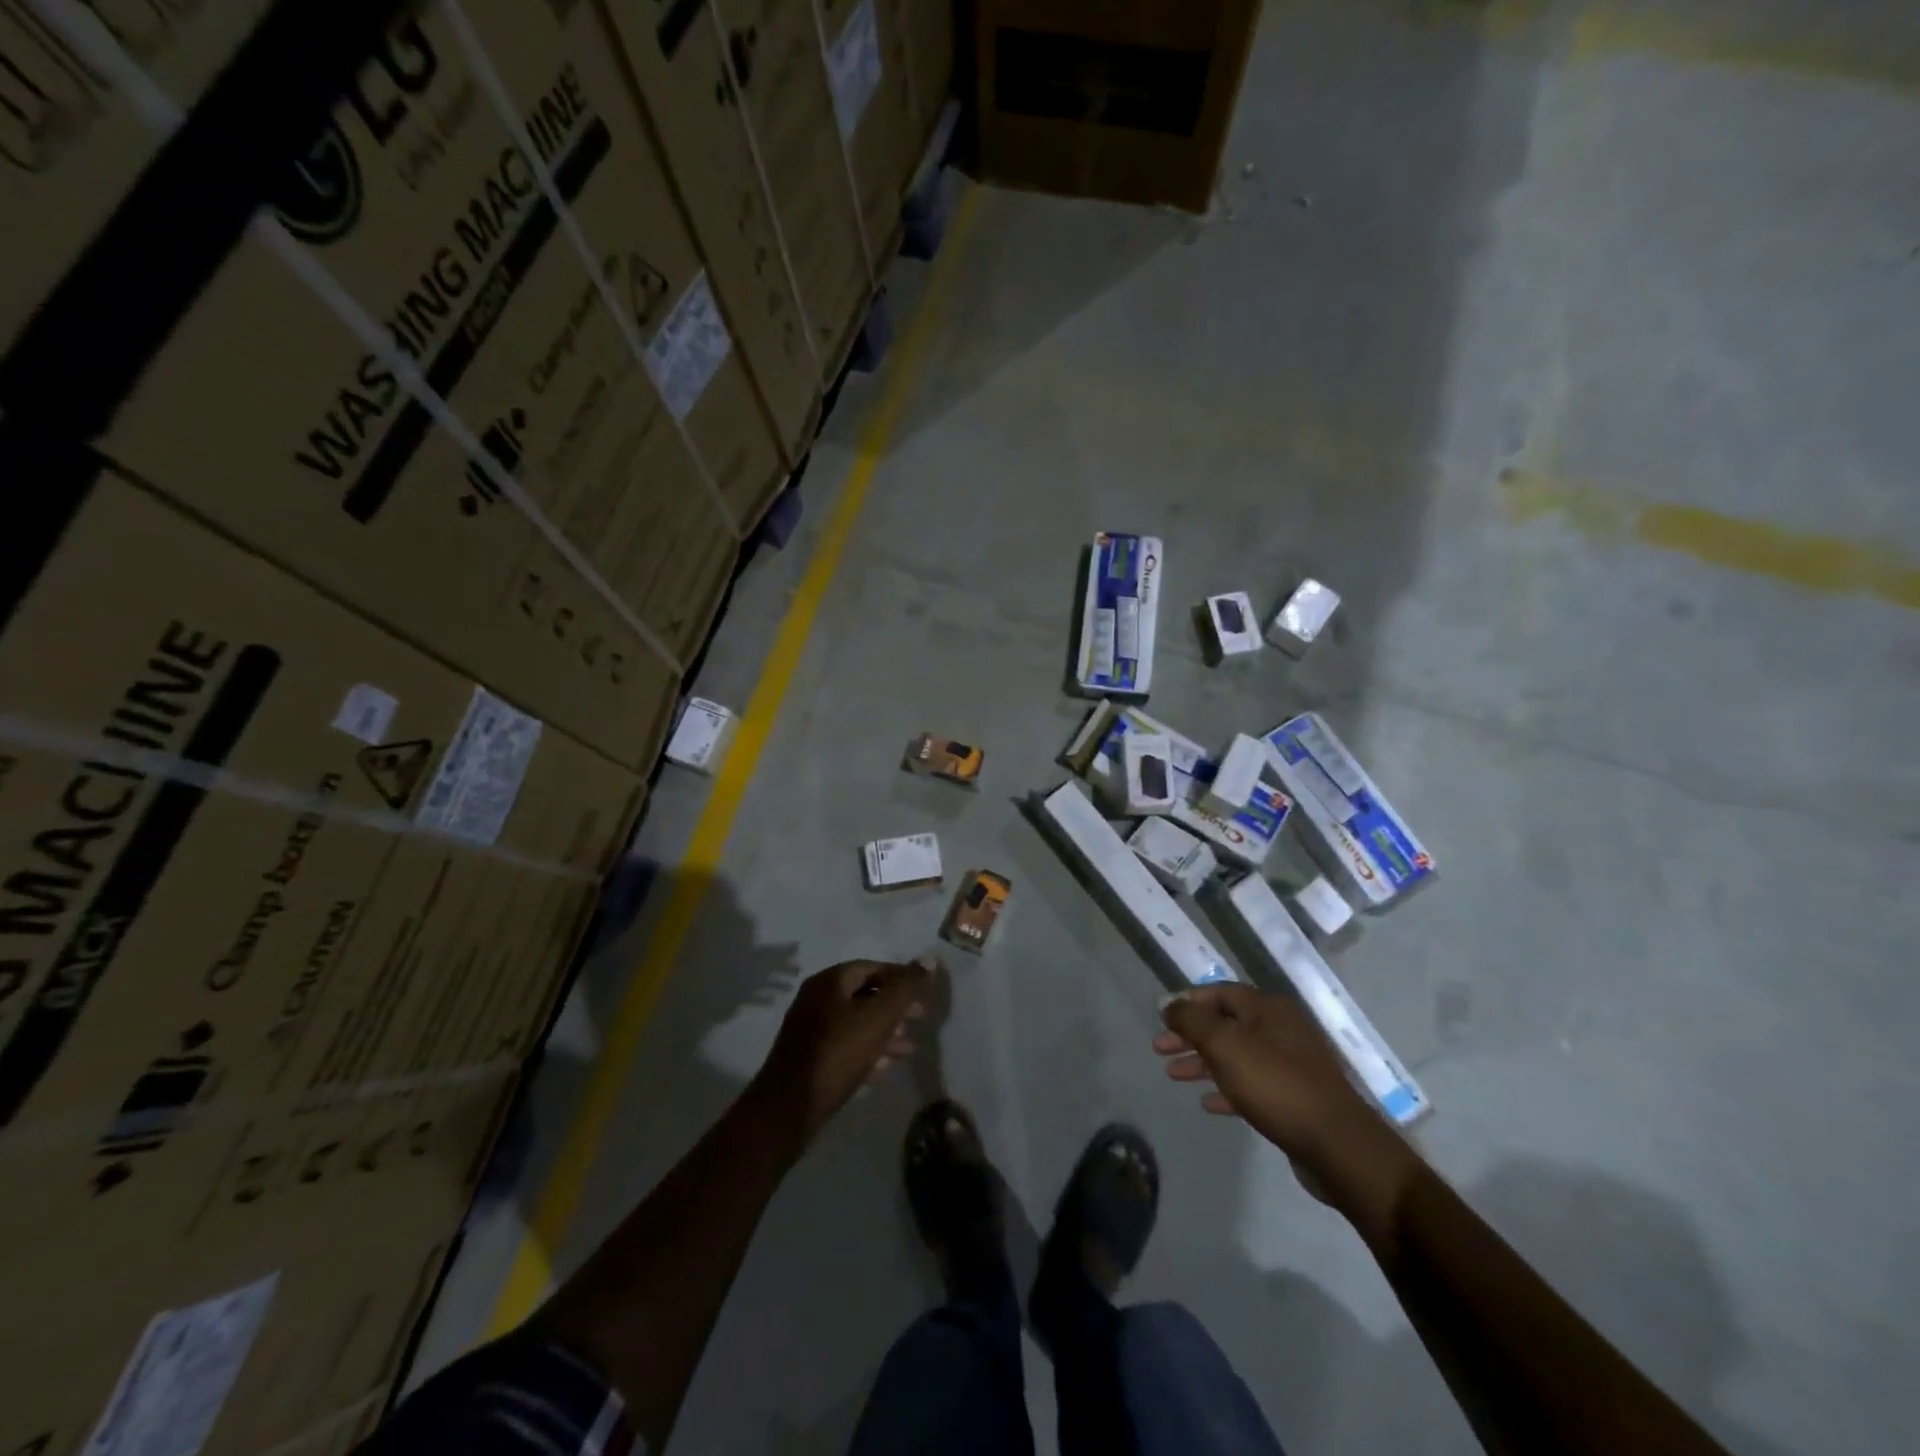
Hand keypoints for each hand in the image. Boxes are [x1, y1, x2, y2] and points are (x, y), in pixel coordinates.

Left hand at [753, 959, 933, 1143]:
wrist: (788, 1109)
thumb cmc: (837, 1054)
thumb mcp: (878, 1017)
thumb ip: (906, 988)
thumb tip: (930, 960)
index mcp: (829, 981)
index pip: (873, 967)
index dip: (901, 977)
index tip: (925, 994)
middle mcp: (817, 999)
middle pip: (865, 994)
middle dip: (895, 1006)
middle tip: (921, 1018)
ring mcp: (811, 1030)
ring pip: (857, 1023)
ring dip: (885, 1032)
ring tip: (910, 1048)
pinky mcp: (810, 1059)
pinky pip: (846, 1046)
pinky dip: (869, 1052)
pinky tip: (886, 1068)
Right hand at [1155, 983, 1416, 1225]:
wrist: (1336, 1145)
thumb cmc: (1275, 1085)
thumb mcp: (1225, 1045)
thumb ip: (1192, 1021)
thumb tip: (1170, 1004)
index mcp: (1268, 1008)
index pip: (1219, 992)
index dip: (1187, 1002)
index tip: (1161, 1019)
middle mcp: (1281, 1028)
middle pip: (1225, 1024)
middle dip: (1191, 1036)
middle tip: (1160, 1050)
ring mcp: (1290, 1063)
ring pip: (1236, 1054)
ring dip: (1203, 1062)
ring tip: (1174, 1076)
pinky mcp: (1294, 1096)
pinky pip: (1251, 1083)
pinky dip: (1227, 1088)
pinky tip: (1207, 1102)